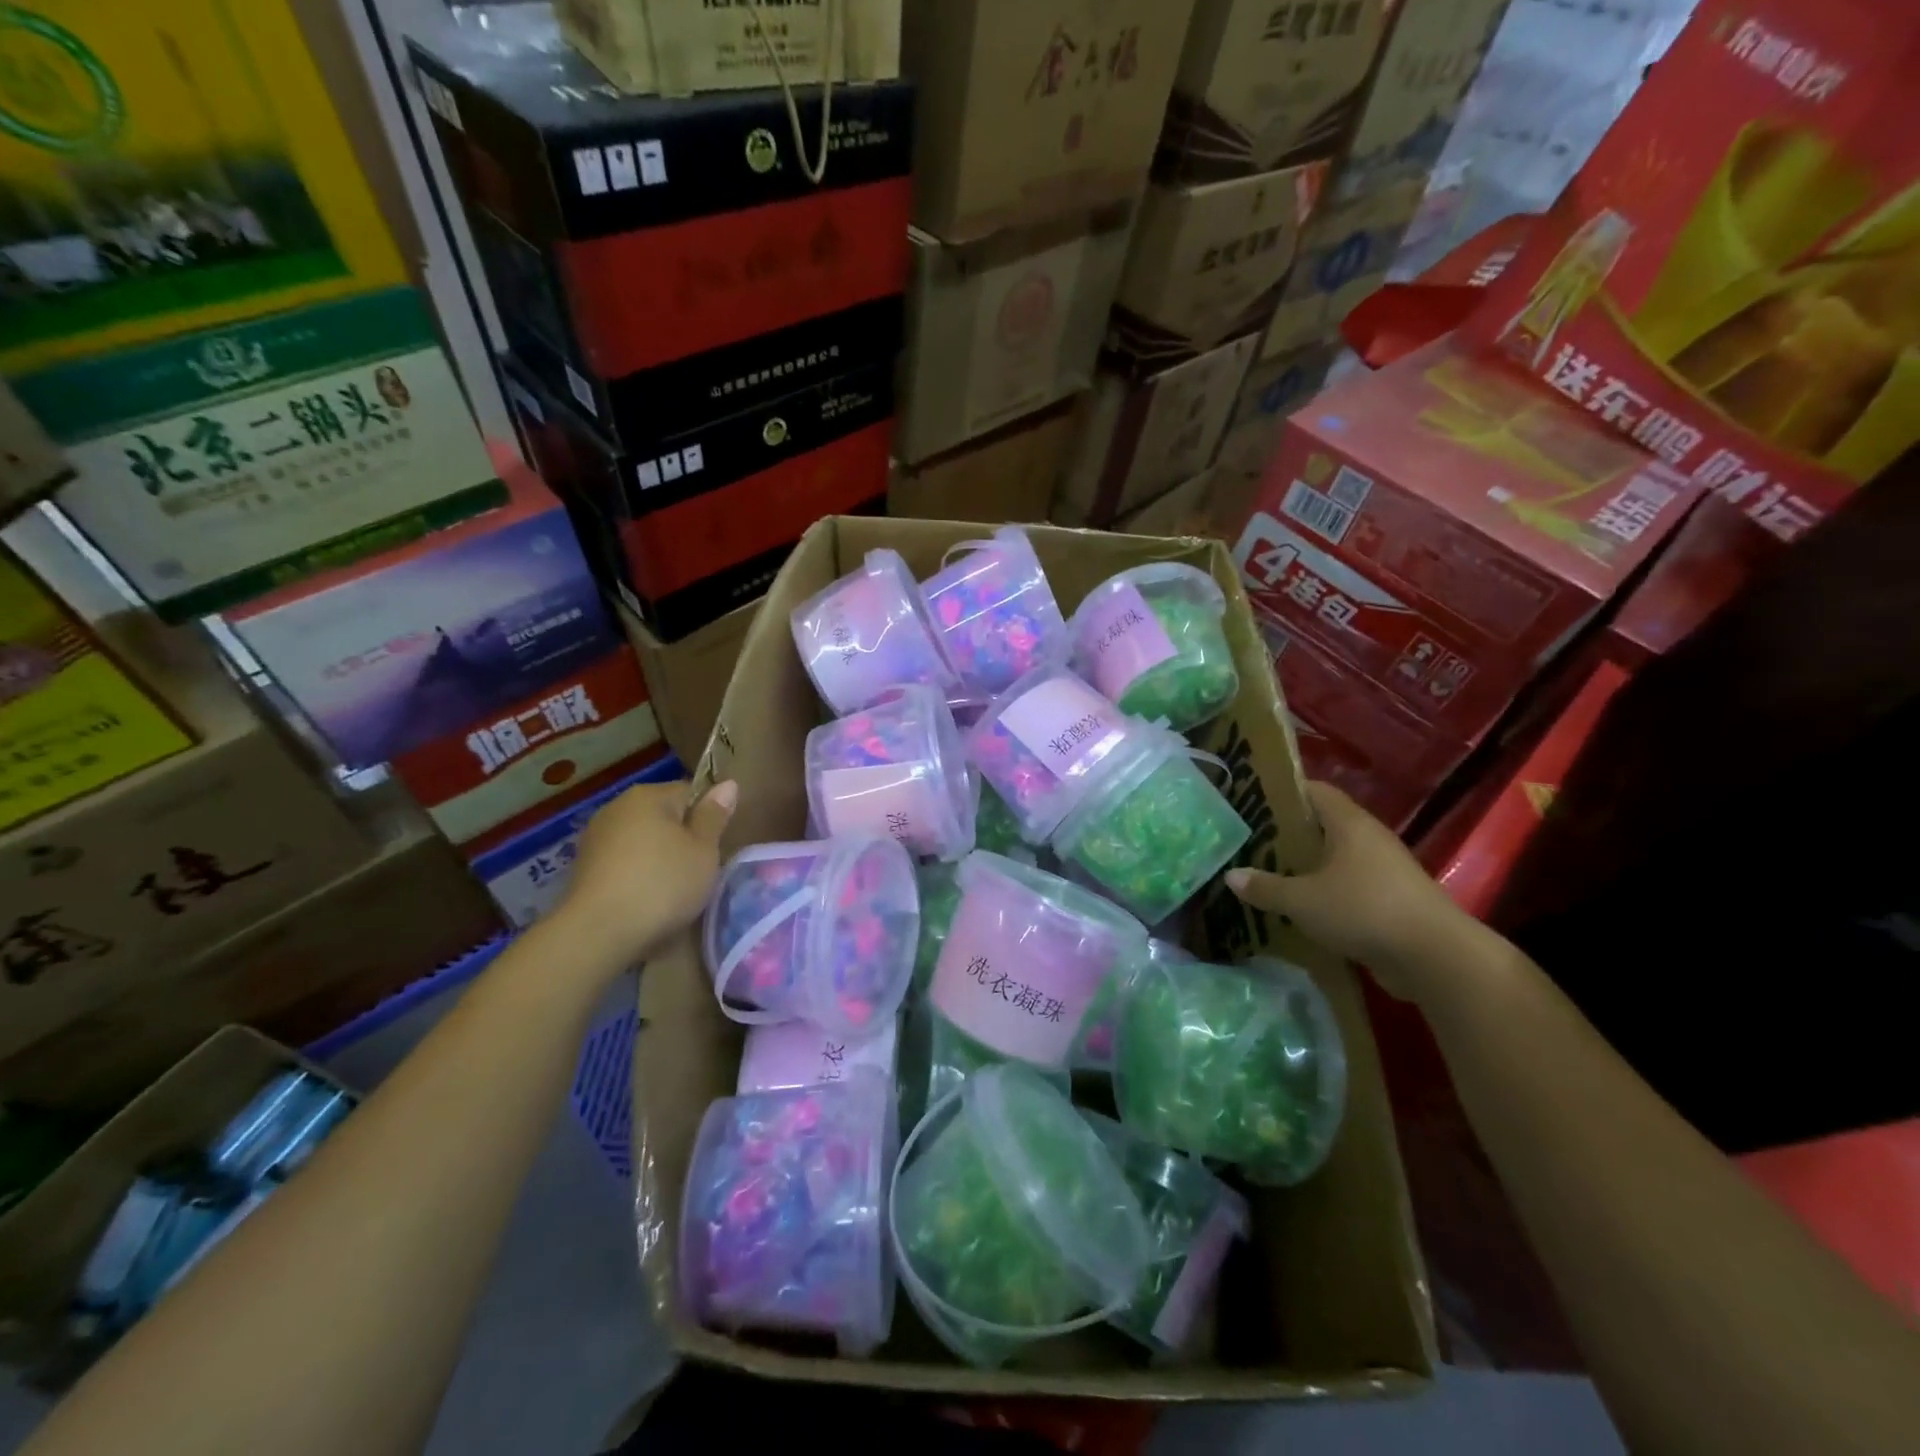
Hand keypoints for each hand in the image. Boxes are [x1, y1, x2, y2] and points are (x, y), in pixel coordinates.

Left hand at [556, 779, 737, 966]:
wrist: (598, 932)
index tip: (714, 848)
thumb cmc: (662, 884)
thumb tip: (728, 783)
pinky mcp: (582, 867)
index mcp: (649, 796)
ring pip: (642, 840)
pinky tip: (643, 900)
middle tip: (697, 871)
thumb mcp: (704, 850)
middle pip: (663, 816)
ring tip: (671, 890)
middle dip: (681, 839)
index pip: (690, 793)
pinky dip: (636, 874)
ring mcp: (595, 837)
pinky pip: (622, 862)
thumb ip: (714, 815)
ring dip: (658, 857)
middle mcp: (617, 806)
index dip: (707, 819)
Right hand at [1225, 780, 1470, 1002]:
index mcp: (1349, 824)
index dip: (1283, 791)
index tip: (1251, 799)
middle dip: (1288, 832)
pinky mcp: (1391, 901)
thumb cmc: (1363, 910)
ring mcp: (1384, 871)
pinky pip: (1349, 887)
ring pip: (1335, 859)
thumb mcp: (1302, 900)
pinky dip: (1324, 892)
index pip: (1314, 791)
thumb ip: (1265, 887)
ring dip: (1306, 866)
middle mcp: (1369, 839)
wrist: (1435, 958)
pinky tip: (1299, 907)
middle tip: (1250, 840)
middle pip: (1323, 825)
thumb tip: (1231, 876)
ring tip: (1268, 873)